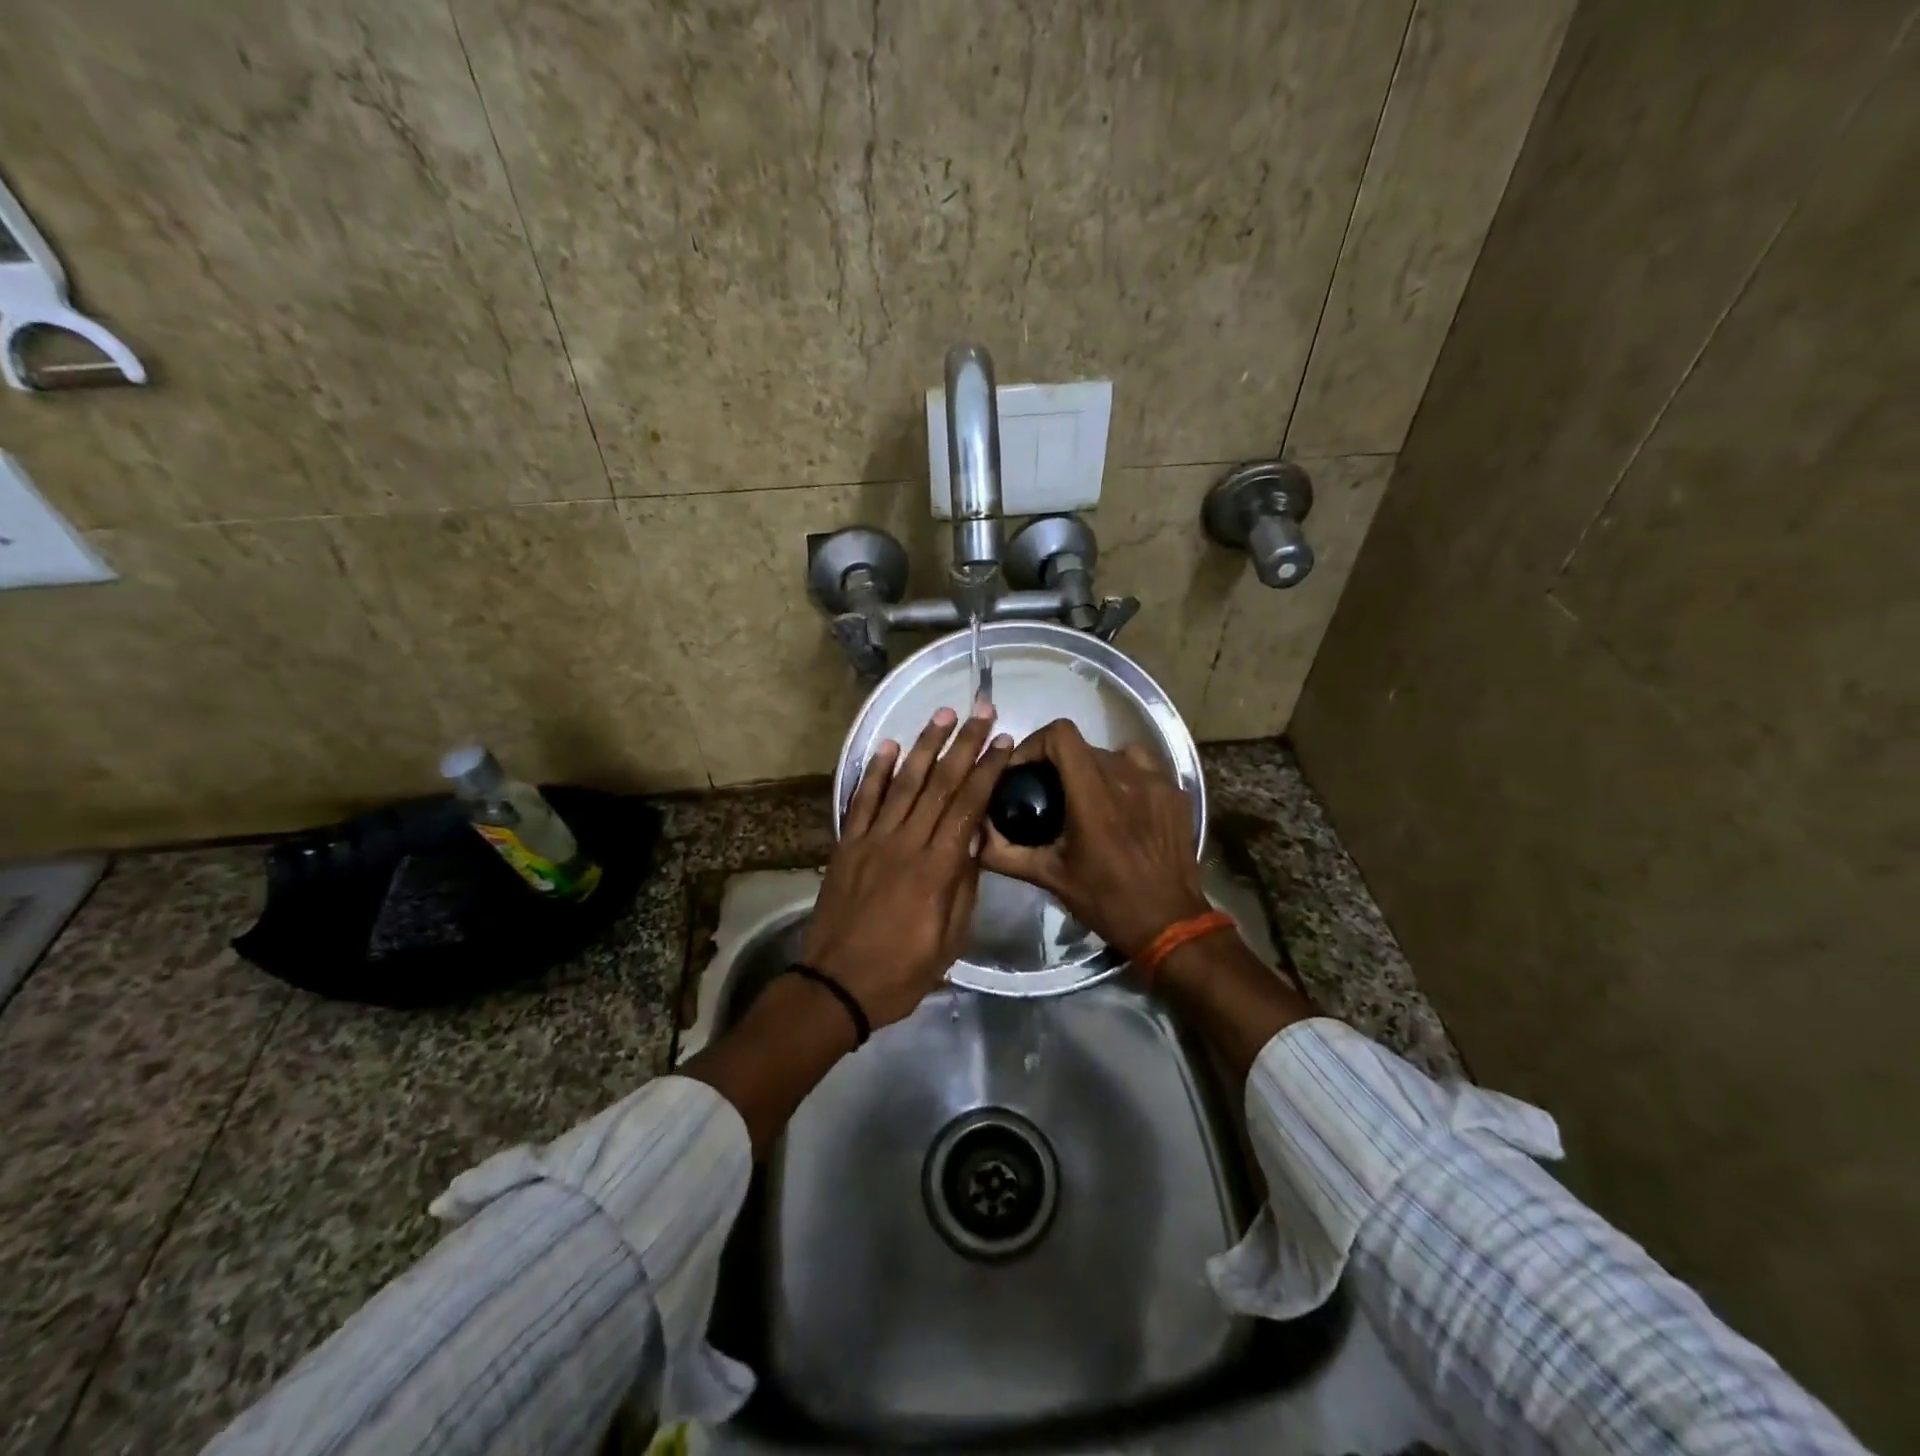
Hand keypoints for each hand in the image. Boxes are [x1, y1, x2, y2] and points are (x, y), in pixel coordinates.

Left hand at [801, 703, 1013, 1028]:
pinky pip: (861, 800)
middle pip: (939, 784)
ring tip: (943, 714)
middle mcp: (905, 843)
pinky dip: (874, 771)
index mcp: (937, 869)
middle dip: (964, 744)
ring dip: (924, 745)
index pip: (967, 806)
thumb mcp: (950, 940)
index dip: (987, 770)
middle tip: (981, 711)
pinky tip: (887, 745)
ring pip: (902, 782)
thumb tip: (976, 841)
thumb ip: (964, 887)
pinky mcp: (846, 845)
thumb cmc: (901, 972)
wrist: (836, 986)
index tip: (1002, 741)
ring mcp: (871, 840)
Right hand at [980, 718, 1210, 957]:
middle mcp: (1126, 778)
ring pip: (1112, 753)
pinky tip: (1119, 804)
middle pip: (1083, 746)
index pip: (1061, 735)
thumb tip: (976, 835)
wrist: (1169, 923)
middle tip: (1048, 793)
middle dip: (1058, 763)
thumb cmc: (1106, 901)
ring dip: (1091, 768)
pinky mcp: (1175, 792)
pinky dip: (1123, 775)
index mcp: (1092, 797)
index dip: (1036, 743)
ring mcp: (1156, 782)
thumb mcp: (1051, 878)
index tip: (1024, 770)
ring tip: (1084, 797)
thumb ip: (1007, 853)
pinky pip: (1141, 766)